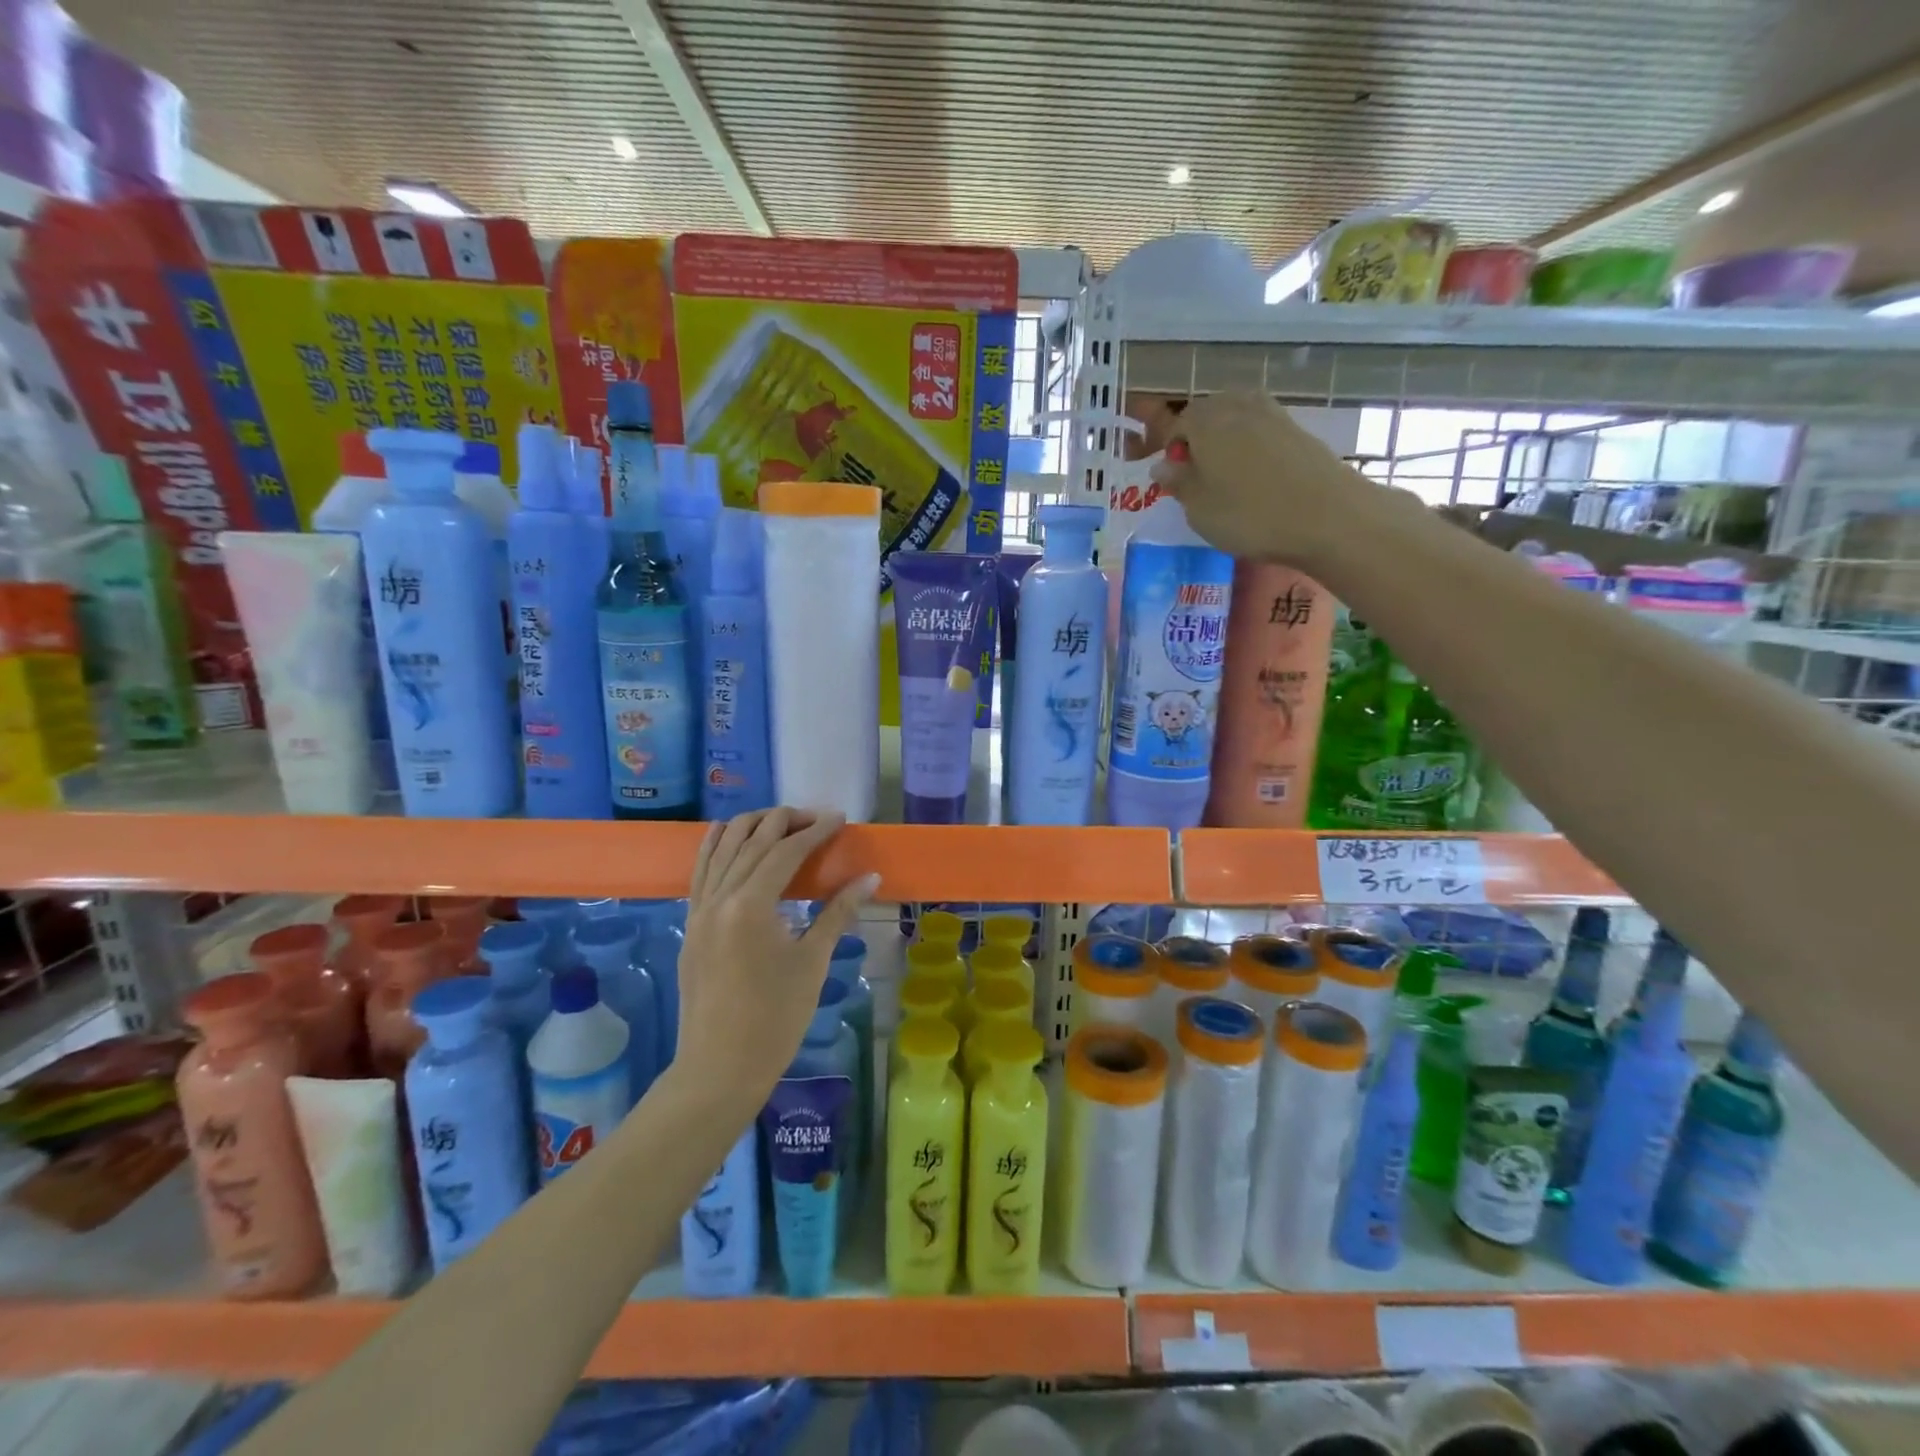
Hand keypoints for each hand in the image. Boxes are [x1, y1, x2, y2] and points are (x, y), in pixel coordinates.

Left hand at [676, 809, 878, 1110]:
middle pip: (751, 840)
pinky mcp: (690, 924)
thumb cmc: (775, 1020)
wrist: (719, 1069)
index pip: (785, 852)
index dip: (815, 831)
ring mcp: (699, 910)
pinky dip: (718, 846)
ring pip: (720, 847)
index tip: (840, 819)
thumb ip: (838, 912)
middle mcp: (719, 898)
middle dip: (785, 821)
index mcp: (750, 906)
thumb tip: (869, 877)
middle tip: (816, 819)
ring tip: (781, 822)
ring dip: (751, 826)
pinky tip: (730, 836)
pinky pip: (701, 870)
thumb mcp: (812, 962)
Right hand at [1144, 391, 1374, 564]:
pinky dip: (1247, 446)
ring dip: (1222, 440)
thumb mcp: (1198, 509)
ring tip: (1219, 474)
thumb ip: (1178, 483)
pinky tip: (1250, 475)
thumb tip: (1162, 465)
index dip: (1163, 446)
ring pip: (1234, 419)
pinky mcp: (1296, 430)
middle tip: (1191, 474)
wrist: (1326, 516)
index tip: (1159, 472)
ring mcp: (1272, 414)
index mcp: (1205, 422)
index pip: (1175, 423)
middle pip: (1207, 414)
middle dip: (1193, 438)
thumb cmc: (1249, 515)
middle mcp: (1237, 407)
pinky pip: (1259, 429)